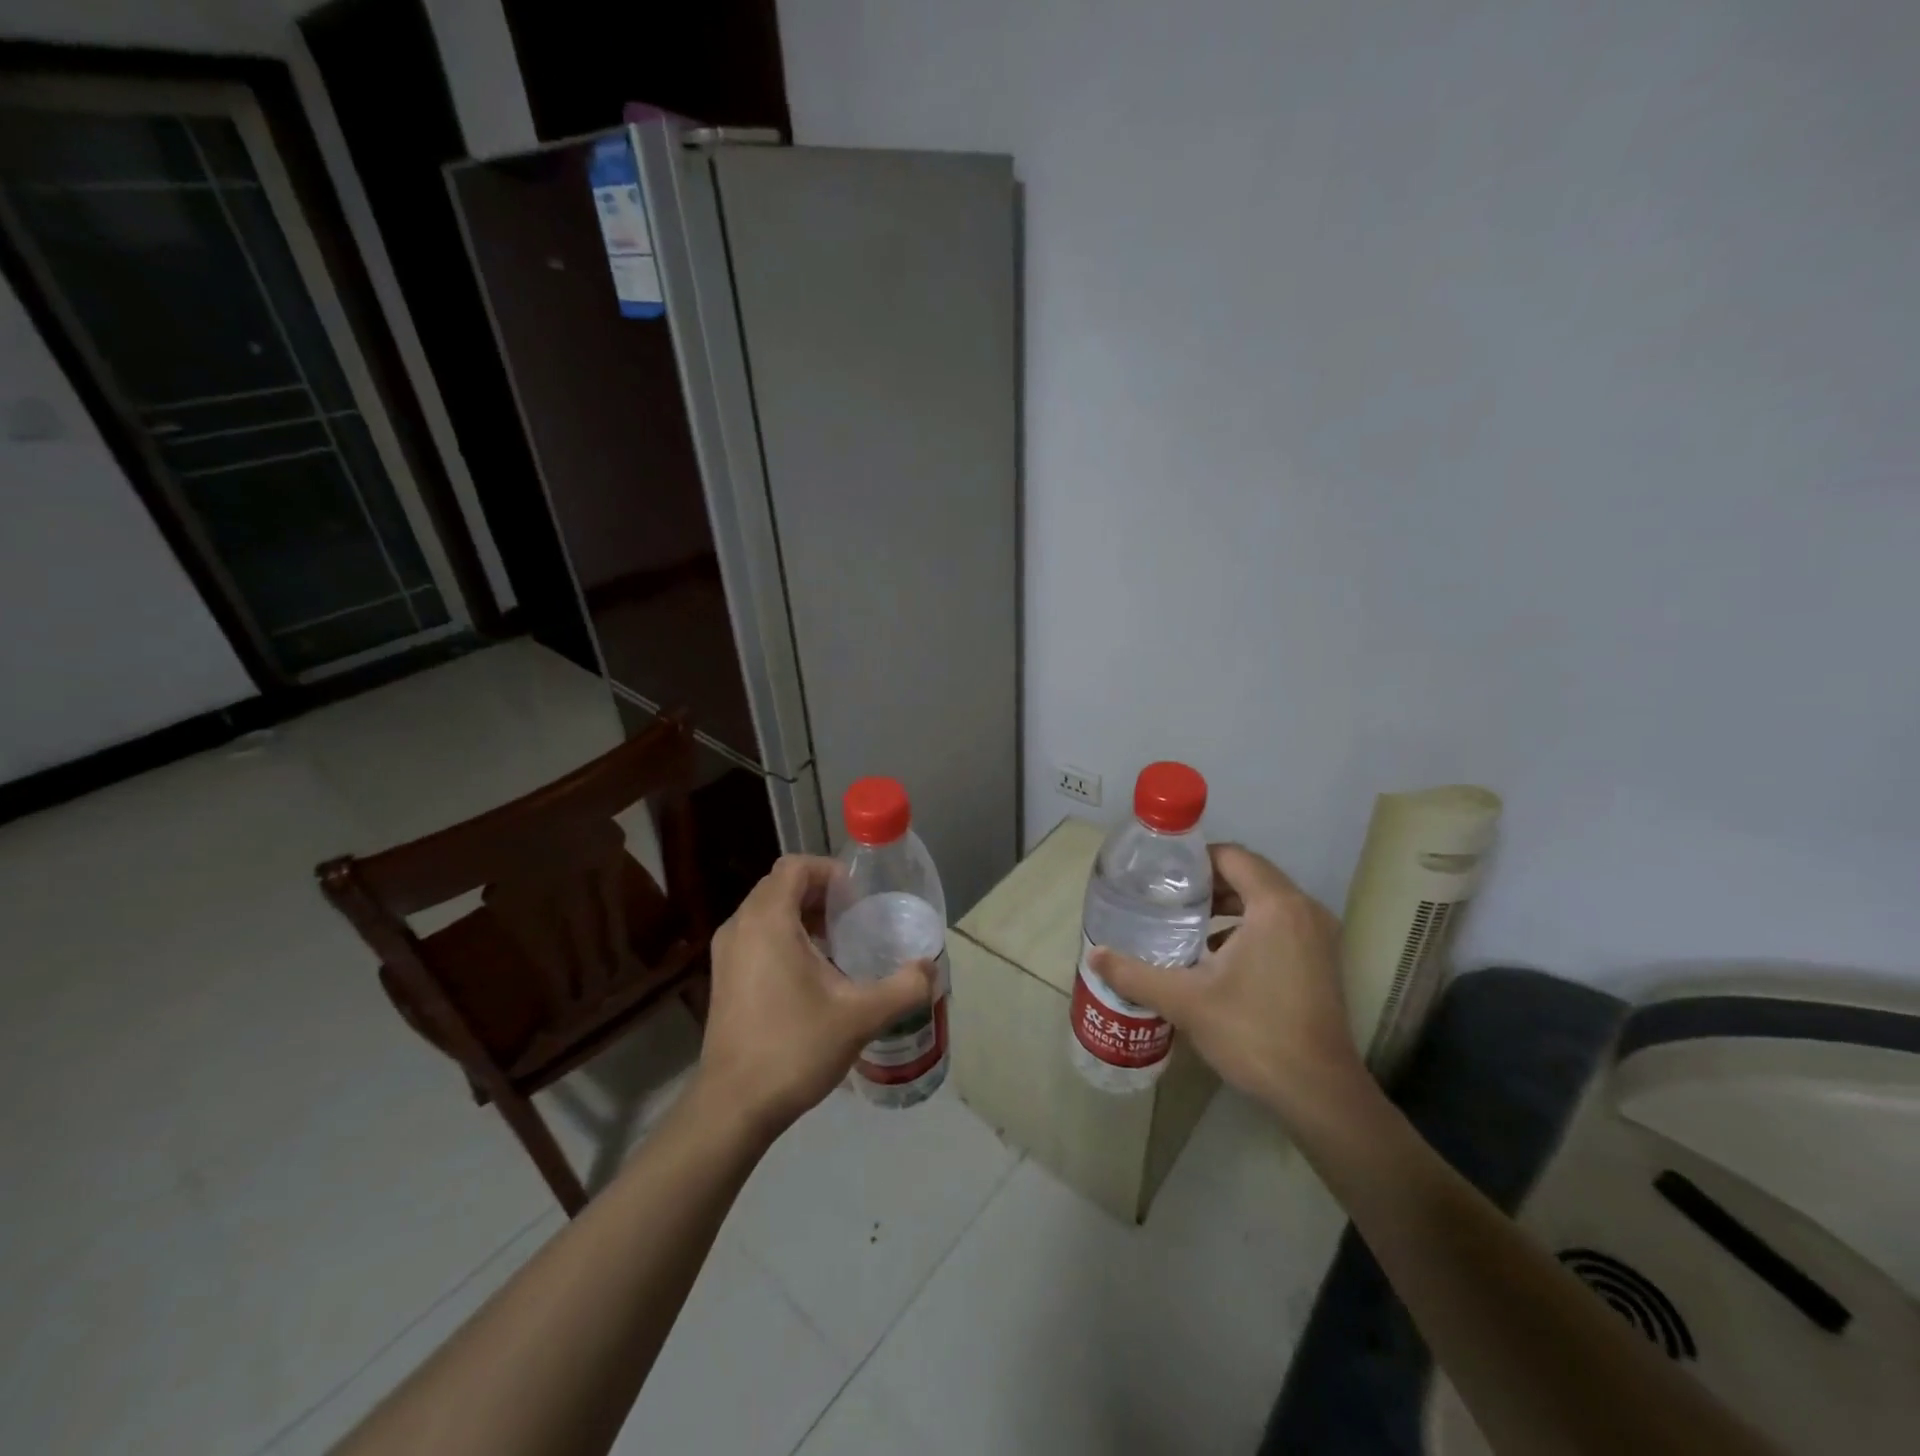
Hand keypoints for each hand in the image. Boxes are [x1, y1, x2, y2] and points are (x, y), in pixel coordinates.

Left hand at [692, 855, 932, 1138]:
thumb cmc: (794, 1048)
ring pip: (768, 912)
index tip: (859, 899)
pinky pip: (757, 936)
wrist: (733, 1107)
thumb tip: (930, 968)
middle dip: (821, 894)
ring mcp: (726, 953)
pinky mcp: (724, 978)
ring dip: (804, 917)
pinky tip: (814, 975)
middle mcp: (740, 927)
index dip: (831, 872)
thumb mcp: (860, 1017)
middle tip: (856, 920)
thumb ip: (903, 987)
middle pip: (782, 886)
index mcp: (768, 921)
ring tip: (840, 946)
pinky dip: (786, 938)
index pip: (796, 867)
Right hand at [1088, 844, 1362, 1122]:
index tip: (1161, 876)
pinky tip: (1215, 954)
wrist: (1318, 1094)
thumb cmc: (1253, 1033)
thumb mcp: (1185, 1001)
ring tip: (1185, 922)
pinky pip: (1280, 923)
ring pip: (1265, 900)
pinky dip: (1248, 926)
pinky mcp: (1322, 959)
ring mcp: (1319, 936)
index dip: (1194, 860)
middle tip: (1166, 898)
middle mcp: (1303, 910)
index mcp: (1275, 905)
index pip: (1232, 856)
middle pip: (1249, 874)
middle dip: (1207, 883)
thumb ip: (1134, 973)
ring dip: (1227, 905)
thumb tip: (1093, 955)